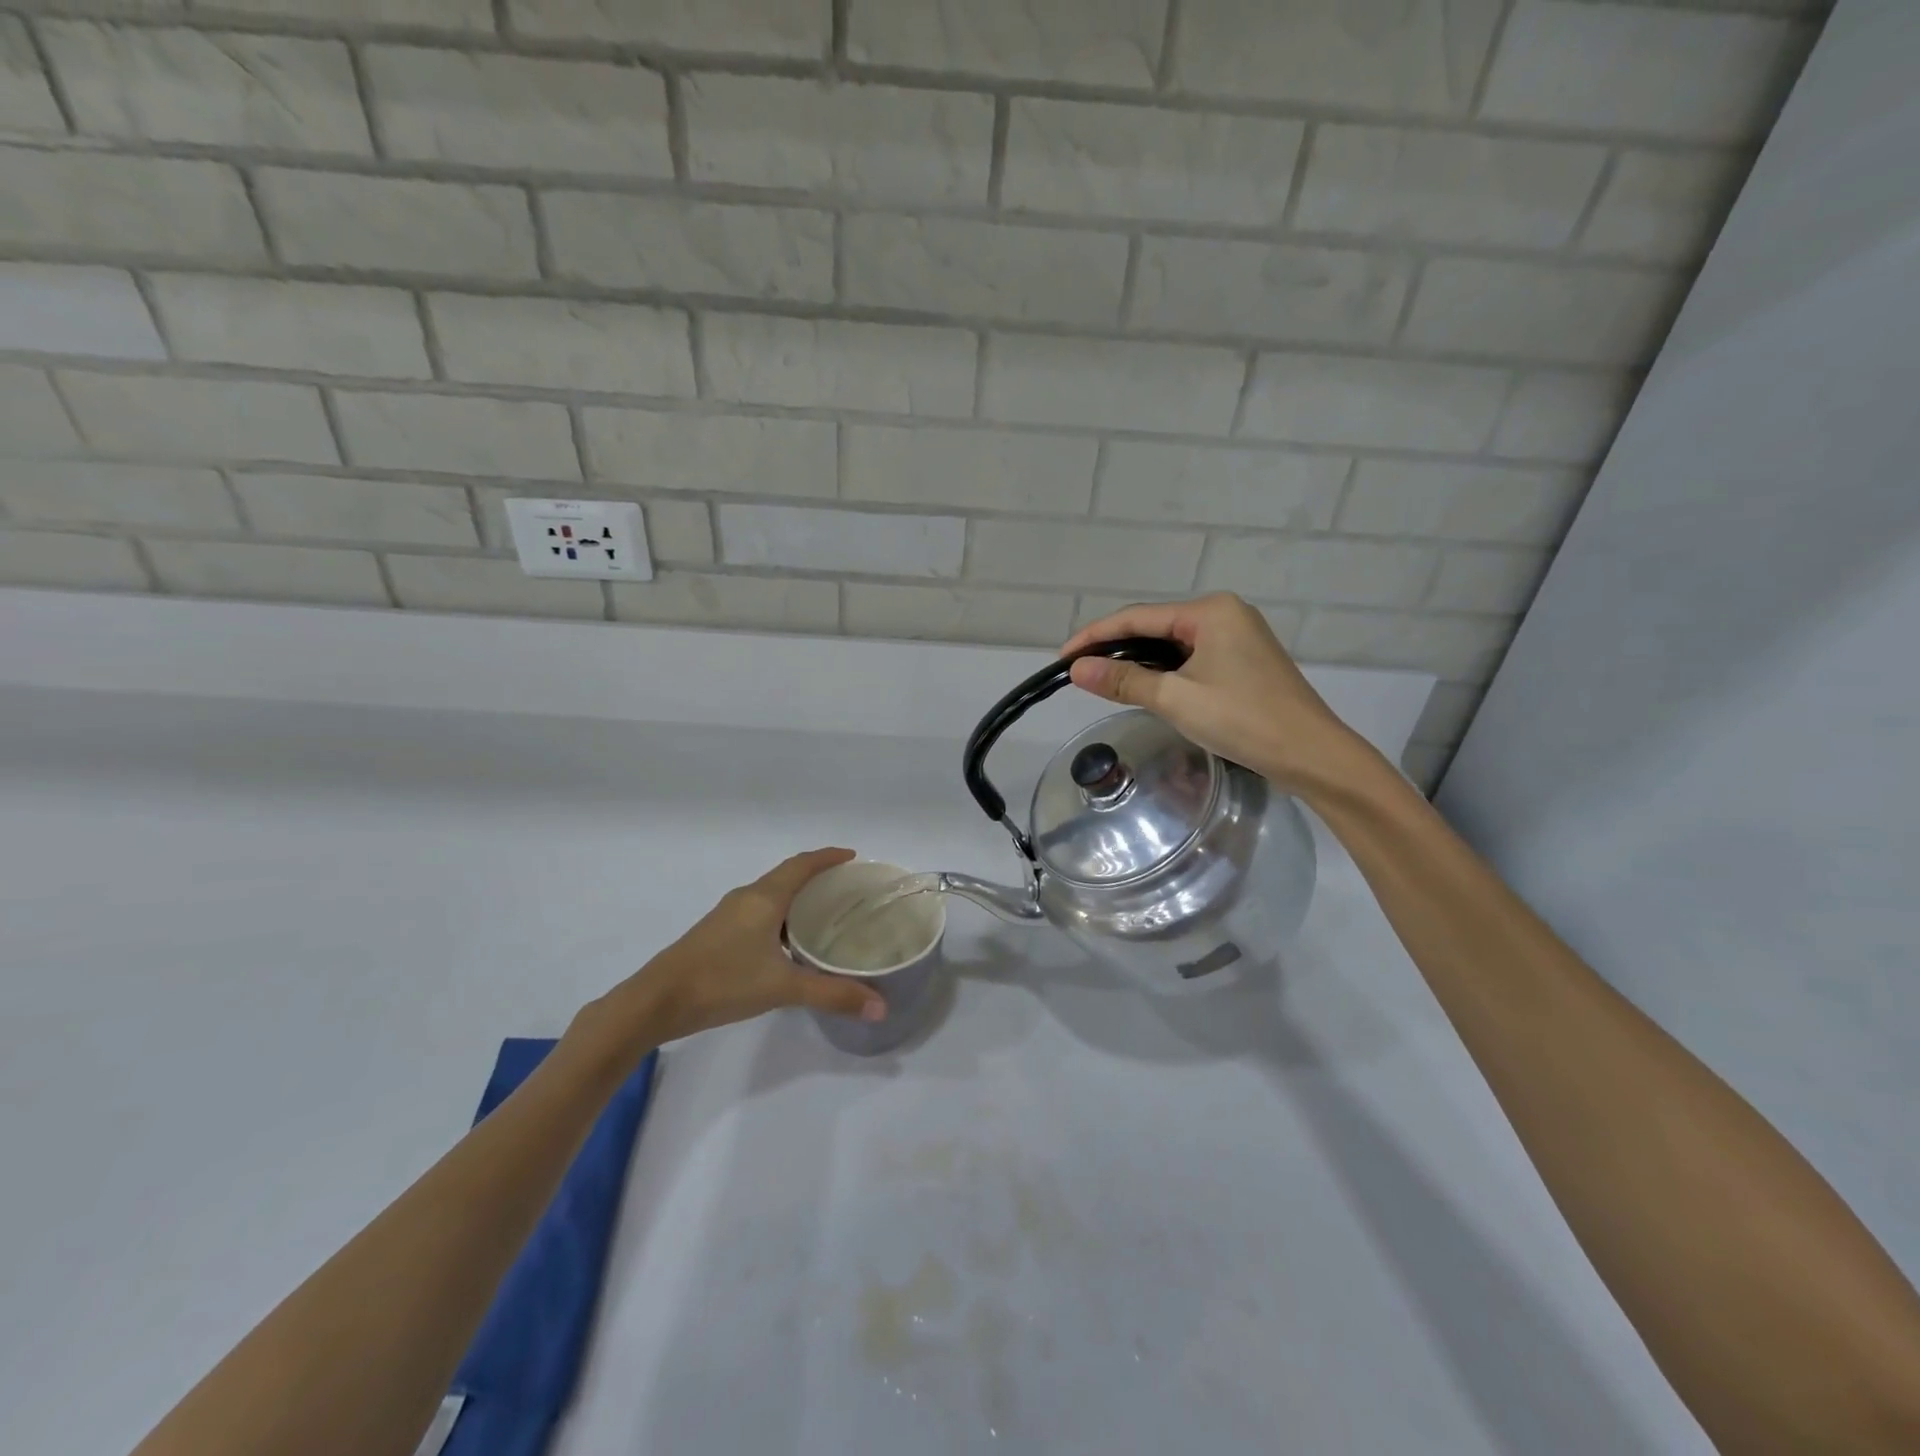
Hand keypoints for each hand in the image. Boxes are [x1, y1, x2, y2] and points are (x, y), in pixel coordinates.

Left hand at [584, 848, 885, 1051]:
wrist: (655, 1002)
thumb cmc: (722, 982)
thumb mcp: (783, 988)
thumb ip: (833, 995)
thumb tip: (880, 1008)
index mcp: (764, 898)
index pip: (802, 865)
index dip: (828, 857)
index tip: (853, 857)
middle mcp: (746, 898)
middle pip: (787, 875)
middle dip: (817, 876)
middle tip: (847, 889)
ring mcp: (728, 915)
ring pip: (771, 895)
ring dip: (797, 897)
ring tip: (825, 914)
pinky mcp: (717, 934)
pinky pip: (758, 912)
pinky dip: (780, 916)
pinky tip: (789, 944)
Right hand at [1061, 593, 1372, 798]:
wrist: (1312, 754)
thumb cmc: (1243, 720)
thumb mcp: (1176, 699)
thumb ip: (1124, 680)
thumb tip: (1077, 669)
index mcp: (1210, 611)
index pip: (1137, 618)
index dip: (1095, 636)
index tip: (1062, 658)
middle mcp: (1224, 613)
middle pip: (1154, 626)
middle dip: (1114, 647)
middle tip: (1078, 671)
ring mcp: (1237, 636)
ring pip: (1172, 644)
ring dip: (1137, 661)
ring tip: (1101, 679)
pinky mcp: (1243, 661)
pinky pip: (1190, 658)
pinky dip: (1163, 671)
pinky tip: (1144, 686)